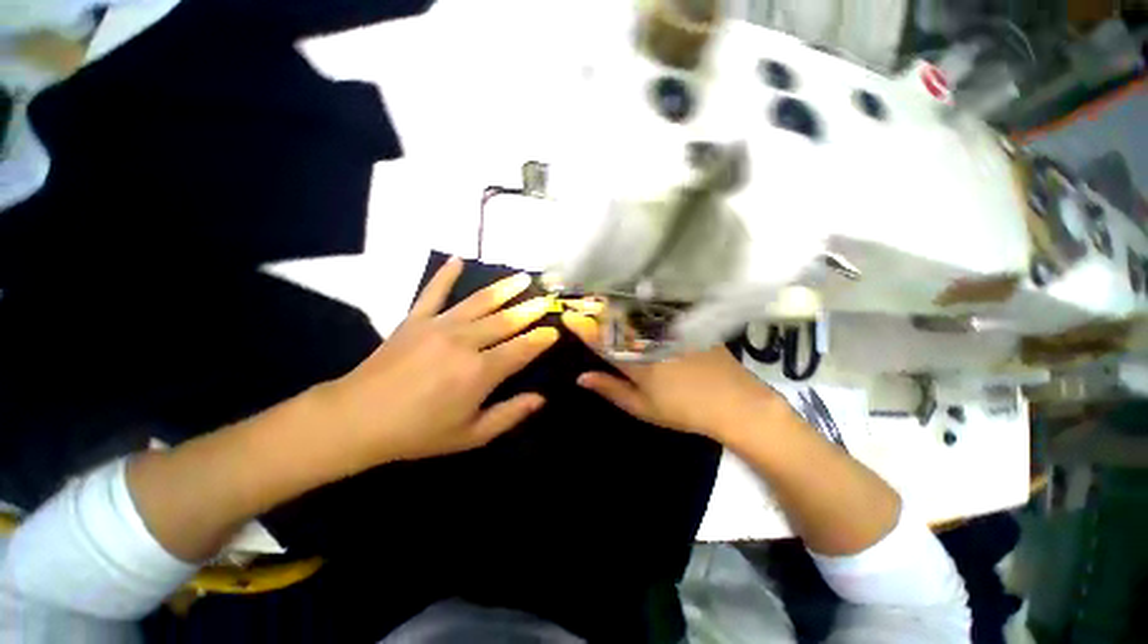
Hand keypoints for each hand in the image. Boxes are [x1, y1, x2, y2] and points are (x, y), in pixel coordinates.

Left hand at [319, 257, 558, 469]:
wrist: (355, 420)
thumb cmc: (417, 432)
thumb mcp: (470, 435)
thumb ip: (509, 414)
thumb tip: (541, 399)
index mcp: (480, 371)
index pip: (522, 348)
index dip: (541, 339)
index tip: (555, 330)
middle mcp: (465, 342)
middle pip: (506, 320)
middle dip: (530, 309)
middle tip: (547, 298)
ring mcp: (438, 325)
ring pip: (480, 301)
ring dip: (504, 288)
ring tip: (523, 277)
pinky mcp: (415, 319)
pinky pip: (433, 291)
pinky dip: (445, 275)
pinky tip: (457, 259)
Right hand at [561, 311, 786, 441]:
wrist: (734, 402)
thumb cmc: (683, 410)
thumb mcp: (643, 407)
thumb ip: (611, 390)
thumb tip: (581, 378)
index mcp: (635, 362)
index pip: (601, 341)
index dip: (582, 328)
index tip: (567, 315)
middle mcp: (648, 340)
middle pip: (617, 320)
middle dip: (597, 308)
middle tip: (583, 300)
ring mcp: (668, 329)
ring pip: (636, 311)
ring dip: (617, 304)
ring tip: (603, 296)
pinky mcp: (686, 323)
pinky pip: (659, 309)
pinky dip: (642, 304)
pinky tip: (638, 300)